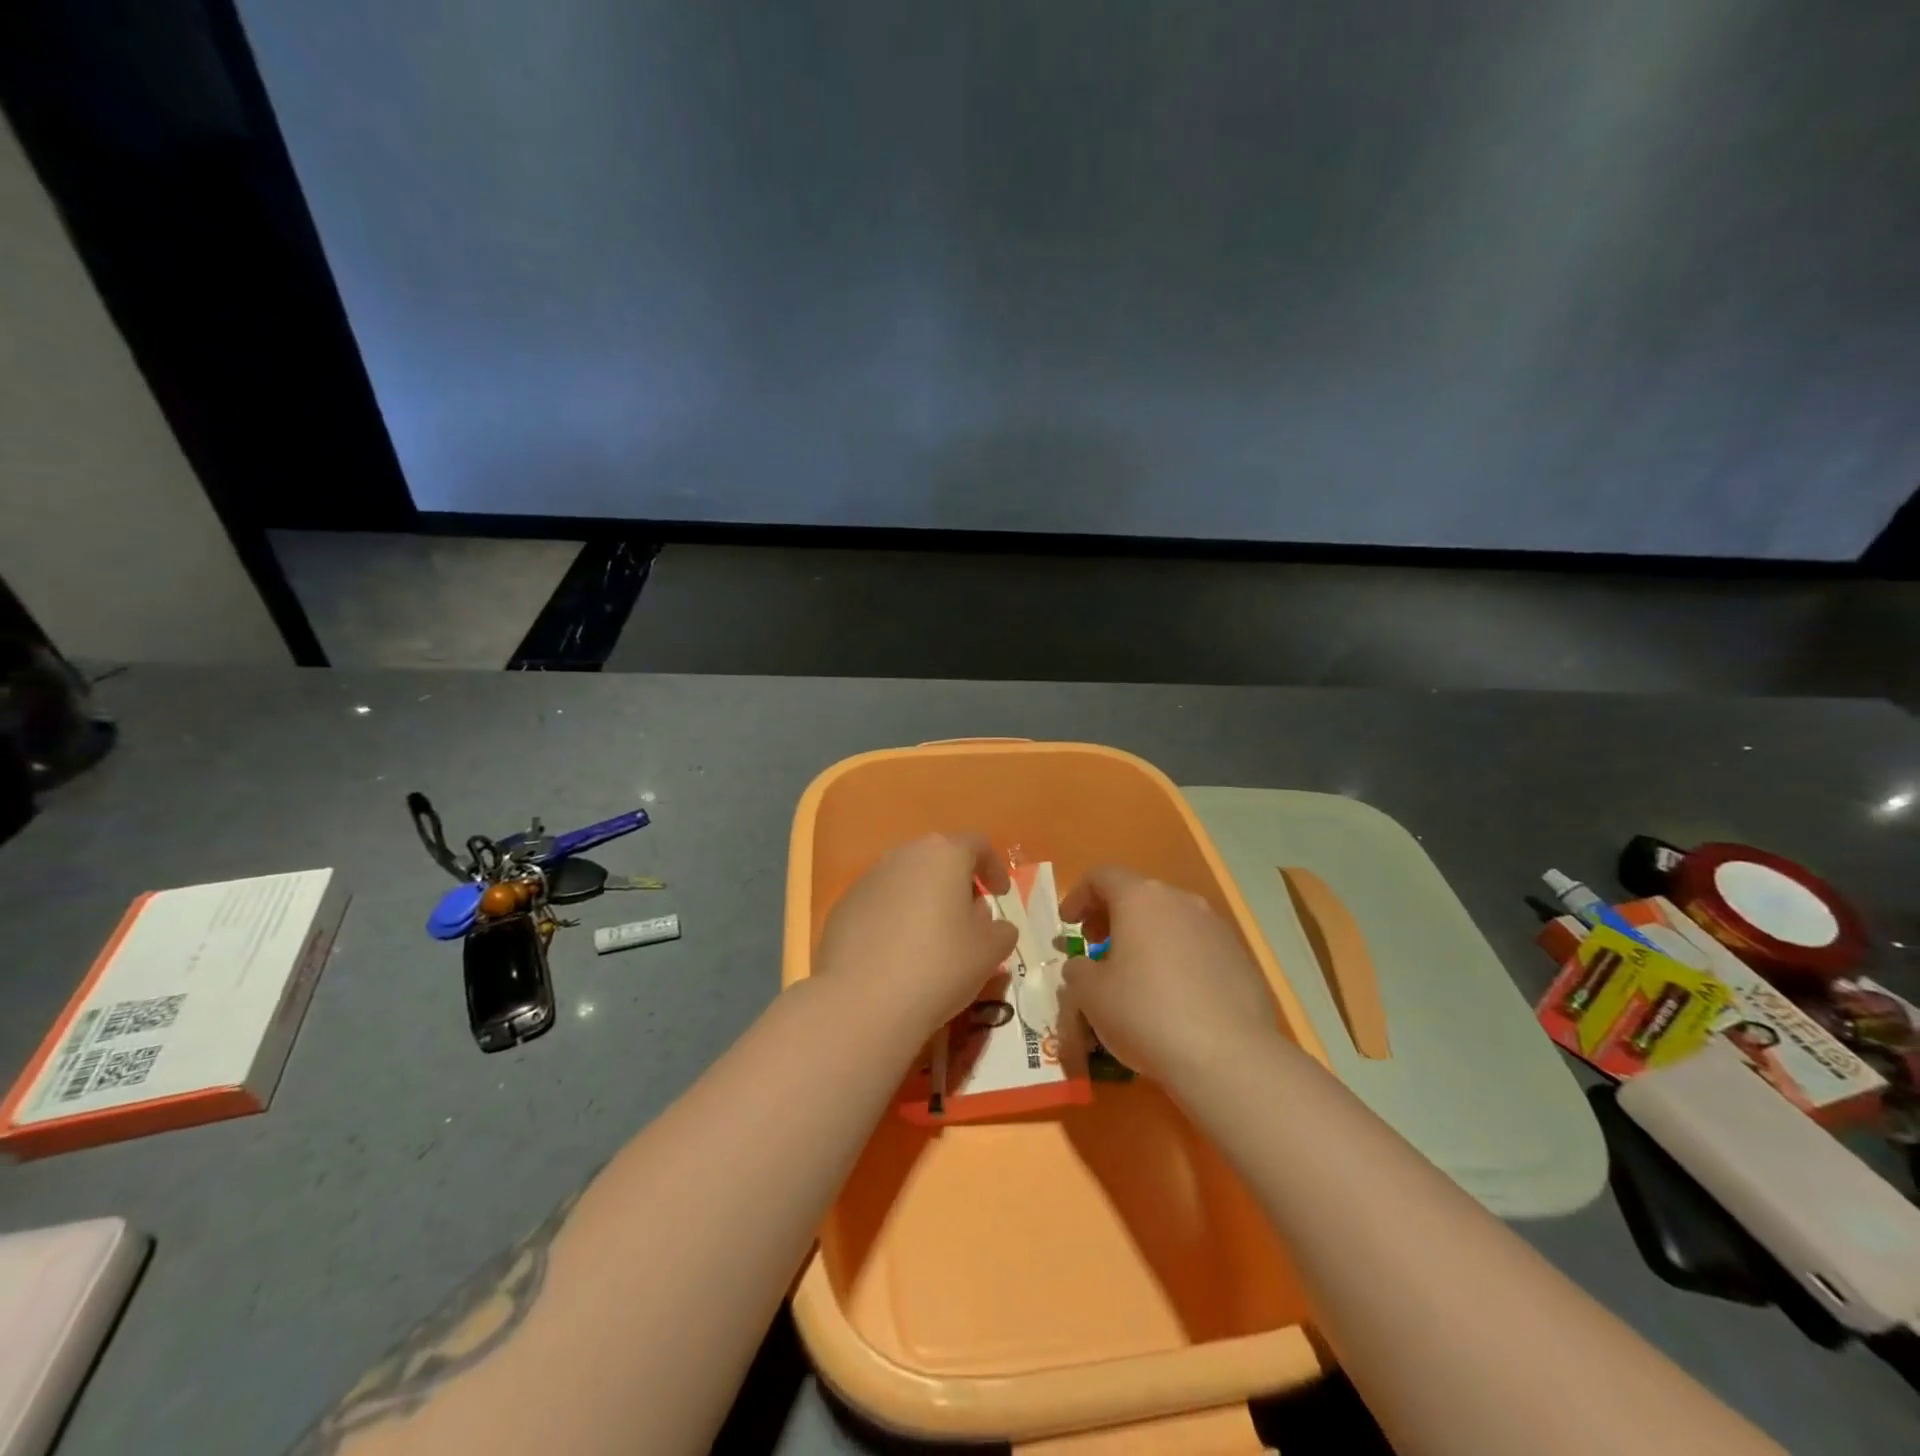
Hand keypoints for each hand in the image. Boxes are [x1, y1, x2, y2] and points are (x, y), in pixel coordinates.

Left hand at [814, 833, 1018, 1044]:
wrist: (862, 1002)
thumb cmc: (939, 966)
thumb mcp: (990, 951)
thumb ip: (1000, 929)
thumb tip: (987, 921)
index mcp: (943, 854)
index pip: (976, 845)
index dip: (994, 867)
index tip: (1000, 894)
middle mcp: (902, 856)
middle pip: (937, 859)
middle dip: (956, 883)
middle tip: (968, 917)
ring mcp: (867, 880)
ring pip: (905, 881)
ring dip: (923, 901)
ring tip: (932, 939)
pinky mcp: (843, 908)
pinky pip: (879, 905)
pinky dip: (894, 920)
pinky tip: (897, 956)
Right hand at [1061, 866, 1280, 1085]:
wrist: (1228, 1057)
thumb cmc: (1145, 1013)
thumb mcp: (1090, 994)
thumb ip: (1078, 970)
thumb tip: (1083, 967)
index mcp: (1140, 898)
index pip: (1102, 877)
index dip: (1078, 896)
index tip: (1067, 924)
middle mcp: (1180, 901)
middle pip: (1138, 895)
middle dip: (1111, 916)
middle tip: (1095, 945)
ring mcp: (1216, 928)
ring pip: (1170, 920)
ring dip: (1145, 937)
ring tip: (1133, 974)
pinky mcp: (1240, 958)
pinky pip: (1197, 947)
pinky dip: (1176, 958)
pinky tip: (1172, 996)